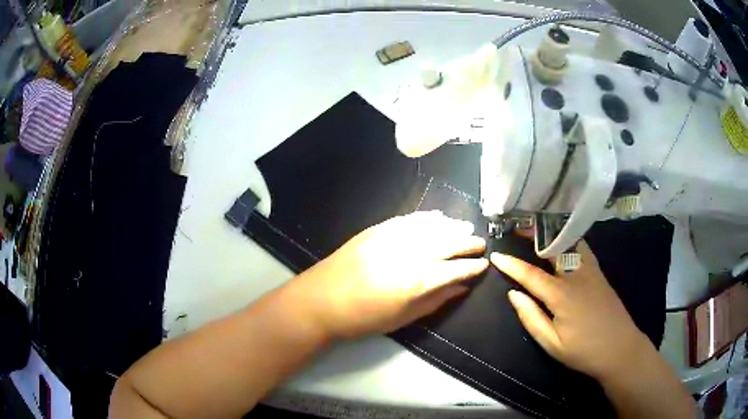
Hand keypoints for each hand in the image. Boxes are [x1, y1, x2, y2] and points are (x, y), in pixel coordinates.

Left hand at [289, 211, 488, 338]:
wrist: (321, 301)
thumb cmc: (363, 318)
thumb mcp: (403, 318)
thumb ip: (435, 301)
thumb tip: (460, 288)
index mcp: (417, 281)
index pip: (455, 269)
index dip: (472, 266)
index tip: (483, 264)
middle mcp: (409, 254)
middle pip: (447, 243)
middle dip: (467, 243)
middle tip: (480, 243)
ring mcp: (391, 238)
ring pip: (430, 227)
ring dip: (451, 227)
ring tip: (464, 227)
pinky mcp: (376, 230)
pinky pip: (408, 219)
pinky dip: (426, 218)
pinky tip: (437, 217)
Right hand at [491, 241, 648, 381]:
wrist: (620, 349)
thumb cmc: (583, 351)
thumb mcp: (552, 343)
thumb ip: (531, 317)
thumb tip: (513, 294)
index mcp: (561, 295)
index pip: (530, 274)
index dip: (511, 264)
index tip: (495, 254)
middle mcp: (576, 275)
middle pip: (552, 248)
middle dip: (533, 235)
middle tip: (517, 227)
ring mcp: (591, 271)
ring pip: (570, 243)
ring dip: (552, 234)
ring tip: (538, 231)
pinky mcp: (600, 273)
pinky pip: (583, 249)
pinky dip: (570, 240)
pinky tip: (564, 242)